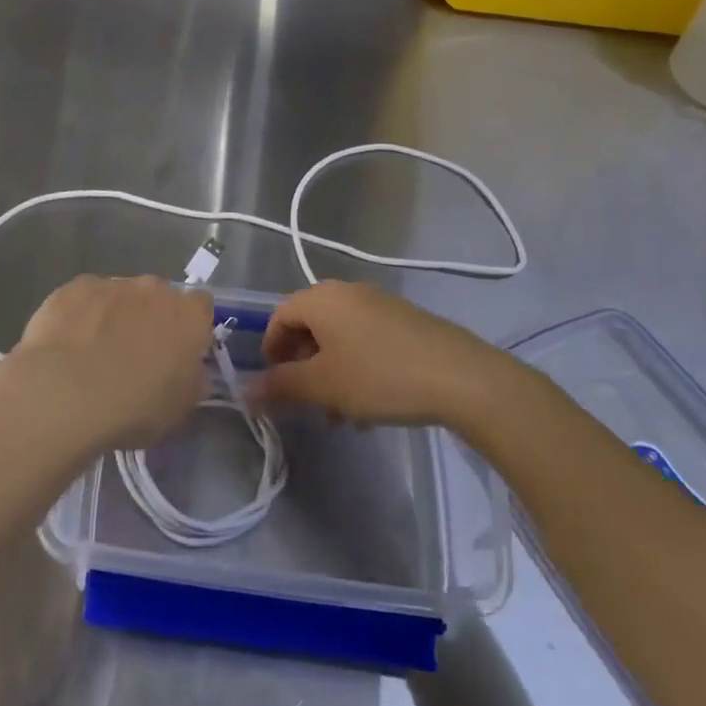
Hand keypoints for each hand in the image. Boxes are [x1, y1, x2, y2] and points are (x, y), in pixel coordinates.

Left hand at [1, 275, 213, 452]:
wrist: (65, 392)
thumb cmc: (133, 407)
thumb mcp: (178, 410)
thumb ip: (191, 383)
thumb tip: (191, 372)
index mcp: (188, 316)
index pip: (201, 307)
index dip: (190, 328)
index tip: (178, 352)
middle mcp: (154, 289)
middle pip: (158, 297)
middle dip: (150, 319)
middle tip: (135, 355)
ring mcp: (112, 284)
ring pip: (120, 296)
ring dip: (114, 316)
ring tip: (94, 355)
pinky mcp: (75, 287)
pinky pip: (85, 299)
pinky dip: (81, 316)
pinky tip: (67, 345)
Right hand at [248, 280, 515, 426]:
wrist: (461, 377)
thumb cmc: (380, 376)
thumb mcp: (324, 386)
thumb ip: (281, 386)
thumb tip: (245, 390)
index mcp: (321, 298)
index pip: (279, 316)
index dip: (271, 349)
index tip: (274, 384)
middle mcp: (347, 292)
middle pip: (310, 325)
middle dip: (302, 365)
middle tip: (305, 401)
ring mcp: (379, 304)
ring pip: (339, 337)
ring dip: (330, 372)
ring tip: (339, 413)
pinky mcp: (405, 320)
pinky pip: (365, 339)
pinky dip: (356, 367)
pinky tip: (369, 405)